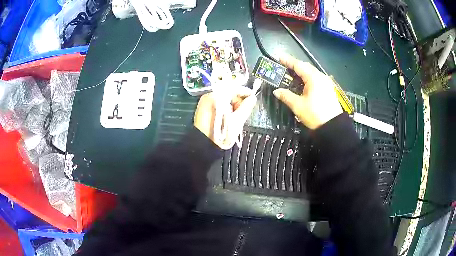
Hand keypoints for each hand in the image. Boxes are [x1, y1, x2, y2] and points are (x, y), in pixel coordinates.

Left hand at [194, 86, 256, 148]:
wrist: (205, 148)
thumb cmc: (220, 135)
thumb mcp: (236, 121)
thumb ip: (245, 107)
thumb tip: (253, 98)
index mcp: (213, 97)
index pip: (232, 88)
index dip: (244, 92)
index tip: (253, 97)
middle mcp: (208, 98)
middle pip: (228, 94)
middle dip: (238, 102)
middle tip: (243, 113)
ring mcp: (206, 104)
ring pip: (225, 101)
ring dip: (233, 107)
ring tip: (237, 118)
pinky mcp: (206, 111)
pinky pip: (220, 106)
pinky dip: (227, 110)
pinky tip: (230, 119)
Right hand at [273, 54, 342, 129]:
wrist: (333, 126)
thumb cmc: (315, 114)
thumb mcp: (298, 105)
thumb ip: (286, 96)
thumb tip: (276, 91)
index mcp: (313, 78)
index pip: (298, 65)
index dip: (288, 61)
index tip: (279, 57)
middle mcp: (321, 77)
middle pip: (306, 67)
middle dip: (295, 65)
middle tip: (284, 66)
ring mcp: (326, 82)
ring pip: (312, 73)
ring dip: (302, 72)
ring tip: (292, 74)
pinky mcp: (328, 89)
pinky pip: (316, 79)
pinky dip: (308, 78)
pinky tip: (303, 83)